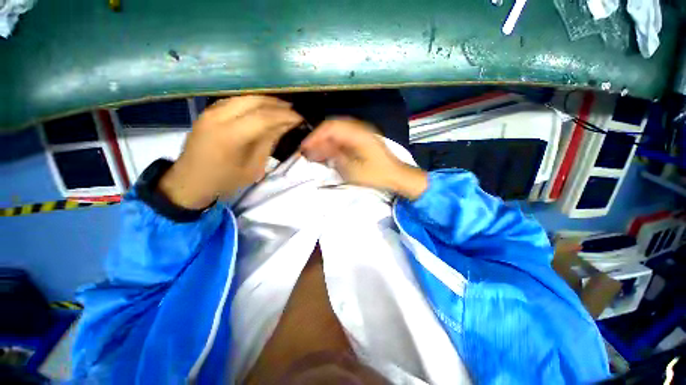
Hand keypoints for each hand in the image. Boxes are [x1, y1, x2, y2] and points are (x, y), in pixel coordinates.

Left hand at [159, 96, 302, 208]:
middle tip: (294, 111)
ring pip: (244, 97)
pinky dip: (252, 102)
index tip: (300, 118)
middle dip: (277, 104)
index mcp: (231, 136)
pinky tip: (262, 108)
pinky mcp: (208, 112)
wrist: (190, 182)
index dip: (285, 116)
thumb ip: (268, 143)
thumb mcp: (253, 167)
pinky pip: (235, 101)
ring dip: (266, 101)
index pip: (264, 117)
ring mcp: (210, 112)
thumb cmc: (225, 181)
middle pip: (254, 101)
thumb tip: (285, 126)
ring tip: (282, 108)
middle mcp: (219, 117)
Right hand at [300, 118, 427, 199]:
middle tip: (308, 151)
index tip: (304, 147)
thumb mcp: (352, 169)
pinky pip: (344, 138)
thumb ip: (334, 156)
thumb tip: (317, 149)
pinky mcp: (363, 140)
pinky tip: (330, 153)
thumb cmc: (376, 174)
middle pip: (333, 127)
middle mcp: (359, 129)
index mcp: (357, 133)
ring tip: (316, 153)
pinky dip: (334, 144)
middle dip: (318, 138)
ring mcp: (362, 134)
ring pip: (338, 132)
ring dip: (326, 141)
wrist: (397, 176)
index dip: (315, 136)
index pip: (330, 127)